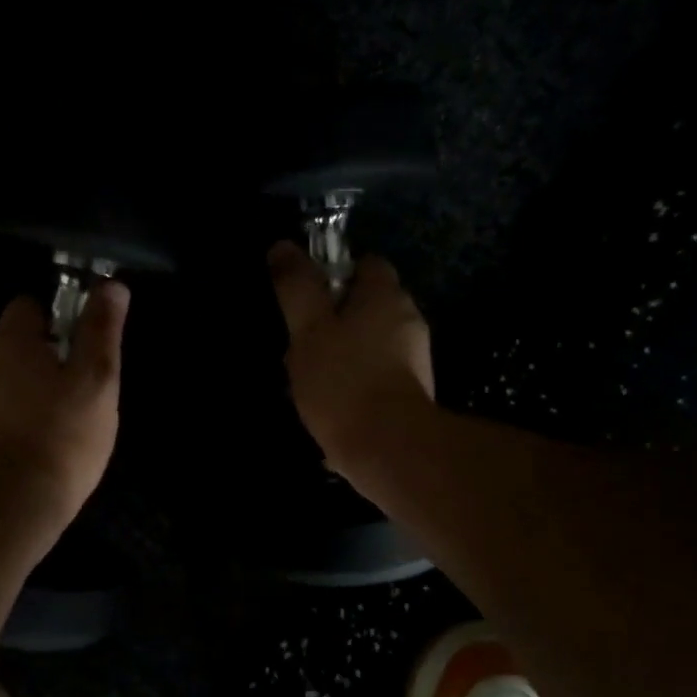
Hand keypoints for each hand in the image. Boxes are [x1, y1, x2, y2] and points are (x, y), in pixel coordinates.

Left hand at [0, 283, 127, 529]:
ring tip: (62, 427)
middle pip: (15, 347)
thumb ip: (101, 332)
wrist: (9, 505)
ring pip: (6, 384)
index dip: (56, 319)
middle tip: (80, 393)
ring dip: (30, 394)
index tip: (79, 347)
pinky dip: (16, 423)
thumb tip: (111, 285)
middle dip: (45, 361)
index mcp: (9, 342)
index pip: (27, 306)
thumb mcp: (95, 381)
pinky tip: (39, 450)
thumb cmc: (61, 436)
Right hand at [268, 242, 434, 474]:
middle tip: (301, 344)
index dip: (335, 274)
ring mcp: (415, 359)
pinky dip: (356, 384)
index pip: (367, 264)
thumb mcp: (308, 329)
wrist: (389, 448)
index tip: (308, 298)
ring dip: (343, 355)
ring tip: (311, 382)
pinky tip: (332, 407)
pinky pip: (376, 377)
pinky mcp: (411, 394)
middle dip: (335, 320)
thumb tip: (282, 247)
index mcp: (385, 296)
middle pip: (368, 306)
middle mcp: (408, 320)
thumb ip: (296, 287)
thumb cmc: (344, 381)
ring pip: (370, 344)